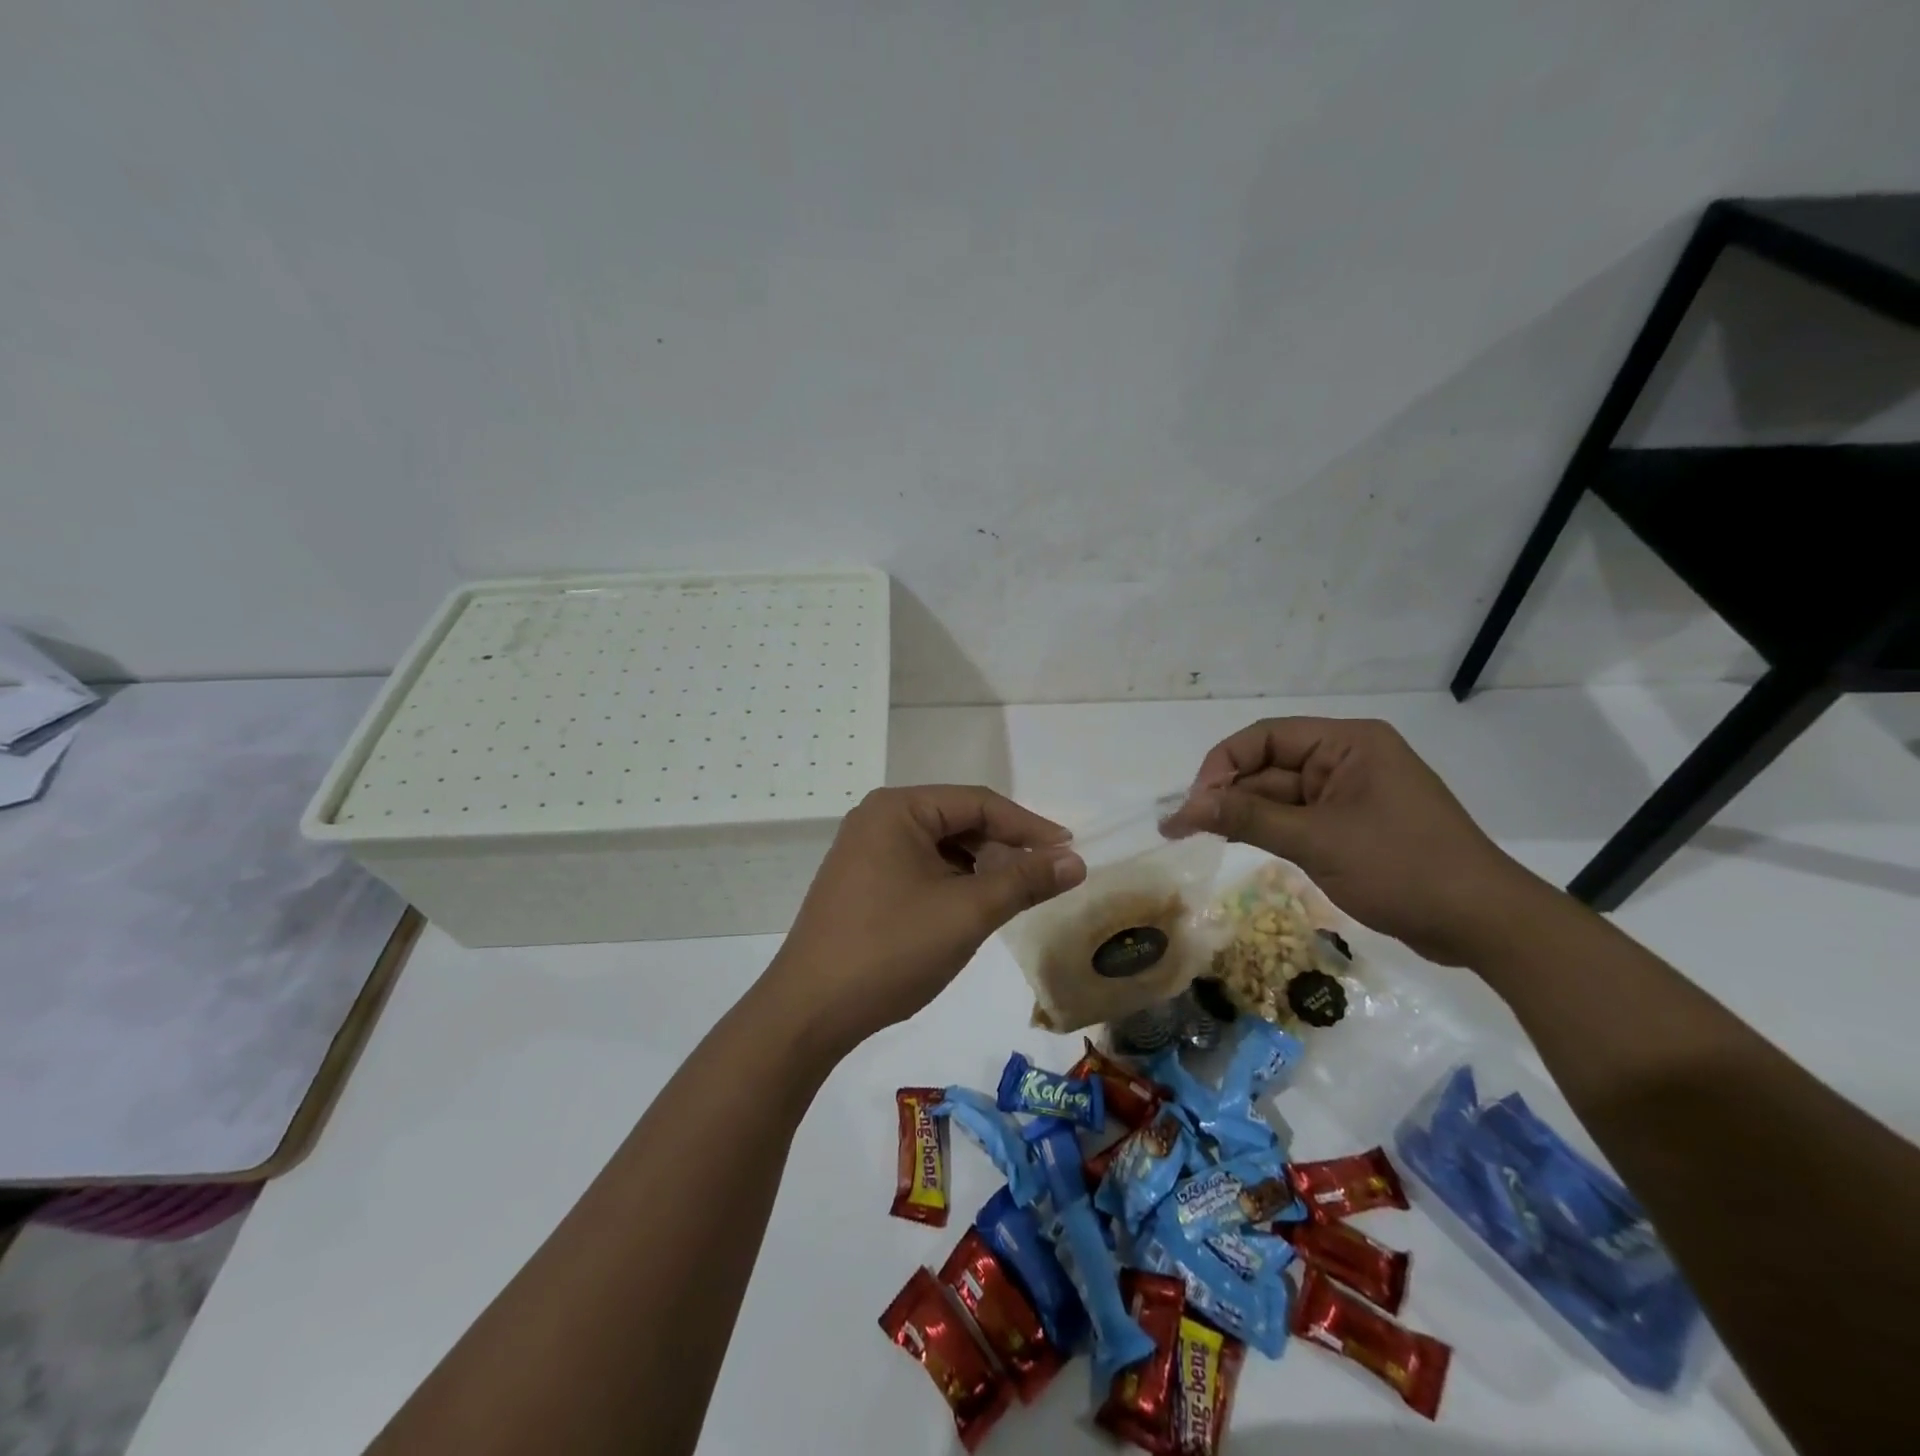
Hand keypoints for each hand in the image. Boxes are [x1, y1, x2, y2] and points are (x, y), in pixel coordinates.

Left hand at [759, 786, 1086, 1053]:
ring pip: (940, 848)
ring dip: (979, 868)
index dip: (1029, 826)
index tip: (1070, 852)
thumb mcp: (967, 912)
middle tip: (1043, 879)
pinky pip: (919, 868)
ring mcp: (864, 851)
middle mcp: (877, 819)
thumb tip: (1075, 861)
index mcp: (898, 809)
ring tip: (1009, 898)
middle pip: (958, 821)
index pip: (979, 803)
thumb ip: (1024, 880)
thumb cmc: (891, 950)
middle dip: (1003, 848)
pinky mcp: (859, 882)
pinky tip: (968, 910)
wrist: (809, 1011)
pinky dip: (951, 884)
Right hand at [1163, 718, 1542, 965]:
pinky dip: (1267, 830)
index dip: (1222, 765)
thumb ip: (1248, 818)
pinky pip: (1297, 818)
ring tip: (1195, 835)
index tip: (1194, 803)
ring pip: (1279, 795)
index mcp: (1347, 744)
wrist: (1483, 924)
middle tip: (1182, 826)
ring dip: (1242, 814)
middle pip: (1269, 766)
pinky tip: (1234, 842)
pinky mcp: (1352, 826)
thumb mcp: (1317, 841)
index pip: (1266, 738)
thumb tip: (1185, 808)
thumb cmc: (1403, 868)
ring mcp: (1350, 795)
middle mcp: (1346, 760)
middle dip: (1227, 794)